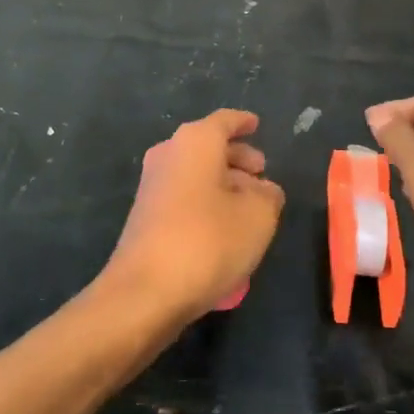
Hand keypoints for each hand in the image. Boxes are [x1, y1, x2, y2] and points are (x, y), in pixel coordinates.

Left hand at [101, 110, 284, 325]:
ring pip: (196, 172)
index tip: (257, 124)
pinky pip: (184, 195)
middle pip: (209, 146)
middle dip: (237, 158)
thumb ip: (268, 195)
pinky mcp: (145, 215)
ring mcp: (152, 184)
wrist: (145, 292)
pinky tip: (225, 228)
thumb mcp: (258, 216)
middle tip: (262, 174)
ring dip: (223, 183)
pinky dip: (206, 201)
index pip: (225, 121)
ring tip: (250, 206)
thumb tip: (264, 190)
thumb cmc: (208, 241)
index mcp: (196, 141)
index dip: (244, 122)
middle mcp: (169, 153)